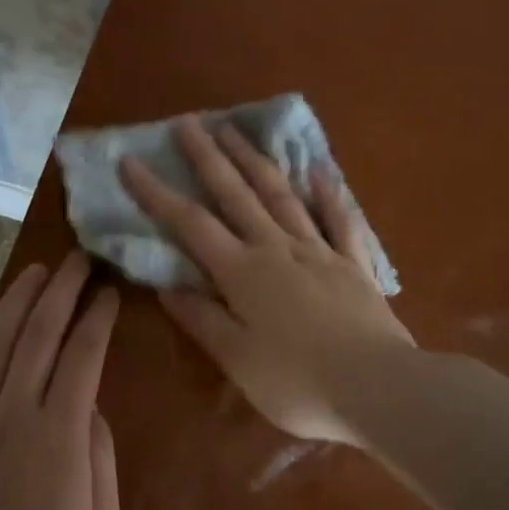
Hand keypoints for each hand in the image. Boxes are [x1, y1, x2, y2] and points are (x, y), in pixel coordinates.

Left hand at [0, 253, 120, 509]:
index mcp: (61, 432)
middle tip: (75, 261)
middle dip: (60, 291)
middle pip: (38, 335)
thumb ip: (100, 457)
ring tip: (32, 272)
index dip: (98, 317)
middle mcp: (13, 413)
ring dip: (14, 303)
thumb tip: (91, 409)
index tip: (108, 291)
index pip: (83, 355)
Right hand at [120, 117, 413, 444]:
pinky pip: (339, 220)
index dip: (156, 193)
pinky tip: (318, 171)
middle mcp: (277, 249)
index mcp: (242, 273)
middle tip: (189, 122)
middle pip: (236, 194)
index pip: (190, 224)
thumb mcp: (237, 359)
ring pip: (282, 196)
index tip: (130, 162)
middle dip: (209, 157)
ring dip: (256, 161)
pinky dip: (328, 193)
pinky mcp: (354, 265)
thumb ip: (202, 319)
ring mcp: (319, 252)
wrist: (378, 387)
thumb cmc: (297, 382)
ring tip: (236, 131)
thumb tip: (167, 286)